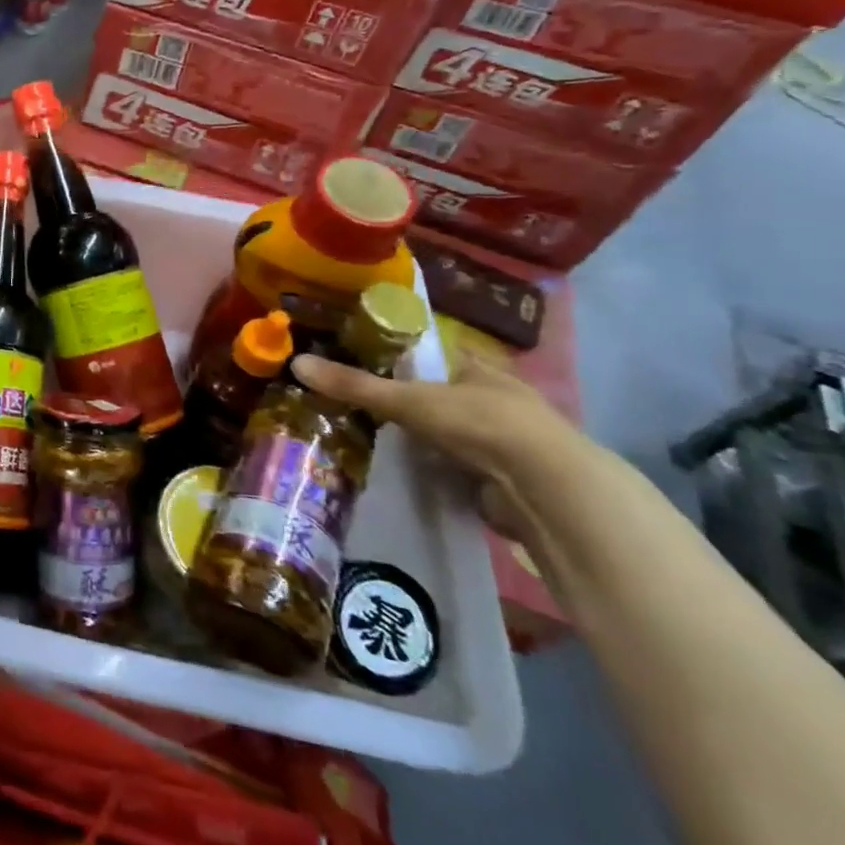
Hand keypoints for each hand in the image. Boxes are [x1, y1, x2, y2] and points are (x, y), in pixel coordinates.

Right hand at [291, 349, 595, 530]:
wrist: (547, 489)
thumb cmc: (480, 423)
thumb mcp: (407, 400)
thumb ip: (354, 385)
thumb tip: (297, 363)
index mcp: (479, 368)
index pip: (437, 355)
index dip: (406, 356)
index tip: (370, 362)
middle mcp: (498, 398)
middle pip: (445, 393)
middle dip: (413, 401)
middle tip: (366, 406)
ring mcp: (507, 440)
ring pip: (456, 432)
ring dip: (428, 439)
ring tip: (379, 441)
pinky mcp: (509, 477)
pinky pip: (464, 466)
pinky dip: (443, 470)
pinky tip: (414, 473)